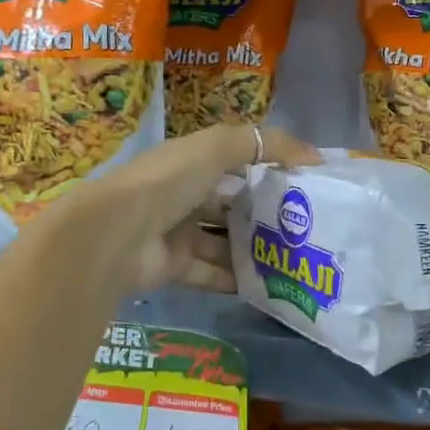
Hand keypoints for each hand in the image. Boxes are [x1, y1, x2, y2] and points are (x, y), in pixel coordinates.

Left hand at [29, 124, 318, 293]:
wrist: (114, 235)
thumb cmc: (167, 182)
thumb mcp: (216, 148)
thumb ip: (266, 144)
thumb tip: (315, 156)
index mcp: (189, 162)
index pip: (235, 162)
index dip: (268, 168)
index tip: (304, 183)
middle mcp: (182, 196)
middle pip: (231, 204)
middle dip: (264, 214)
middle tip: (305, 226)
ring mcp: (177, 234)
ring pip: (224, 242)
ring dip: (254, 249)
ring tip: (294, 257)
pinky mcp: (174, 268)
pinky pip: (212, 274)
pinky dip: (237, 279)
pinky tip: (269, 284)